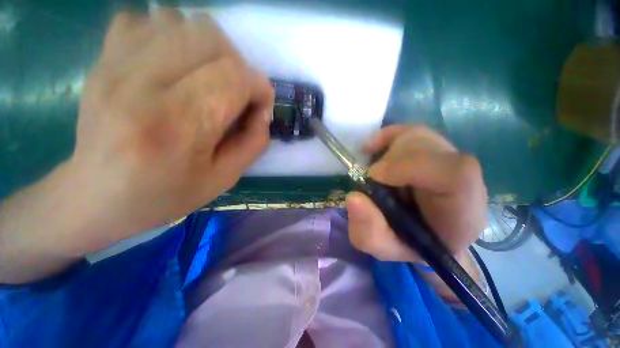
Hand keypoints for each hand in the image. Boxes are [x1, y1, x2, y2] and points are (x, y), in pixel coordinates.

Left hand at [68, 10, 272, 250]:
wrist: (97, 196)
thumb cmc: (166, 194)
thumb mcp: (225, 178)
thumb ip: (254, 142)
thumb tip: (262, 111)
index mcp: (178, 125)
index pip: (234, 76)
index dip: (259, 88)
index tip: (259, 107)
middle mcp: (143, 84)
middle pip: (210, 37)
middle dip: (237, 64)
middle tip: (234, 92)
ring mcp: (115, 64)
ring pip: (180, 20)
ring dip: (206, 48)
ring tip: (205, 78)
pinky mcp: (103, 58)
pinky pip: (145, 19)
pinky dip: (169, 35)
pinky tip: (170, 65)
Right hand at [346, 125, 487, 262]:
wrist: (428, 233)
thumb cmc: (409, 244)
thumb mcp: (384, 248)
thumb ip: (368, 231)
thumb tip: (353, 198)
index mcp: (462, 212)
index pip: (456, 174)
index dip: (410, 166)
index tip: (374, 176)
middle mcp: (465, 179)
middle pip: (430, 147)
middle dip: (391, 159)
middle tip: (372, 179)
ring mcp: (451, 158)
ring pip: (417, 137)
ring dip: (387, 151)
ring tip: (376, 174)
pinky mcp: (434, 147)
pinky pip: (410, 131)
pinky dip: (386, 137)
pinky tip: (372, 149)